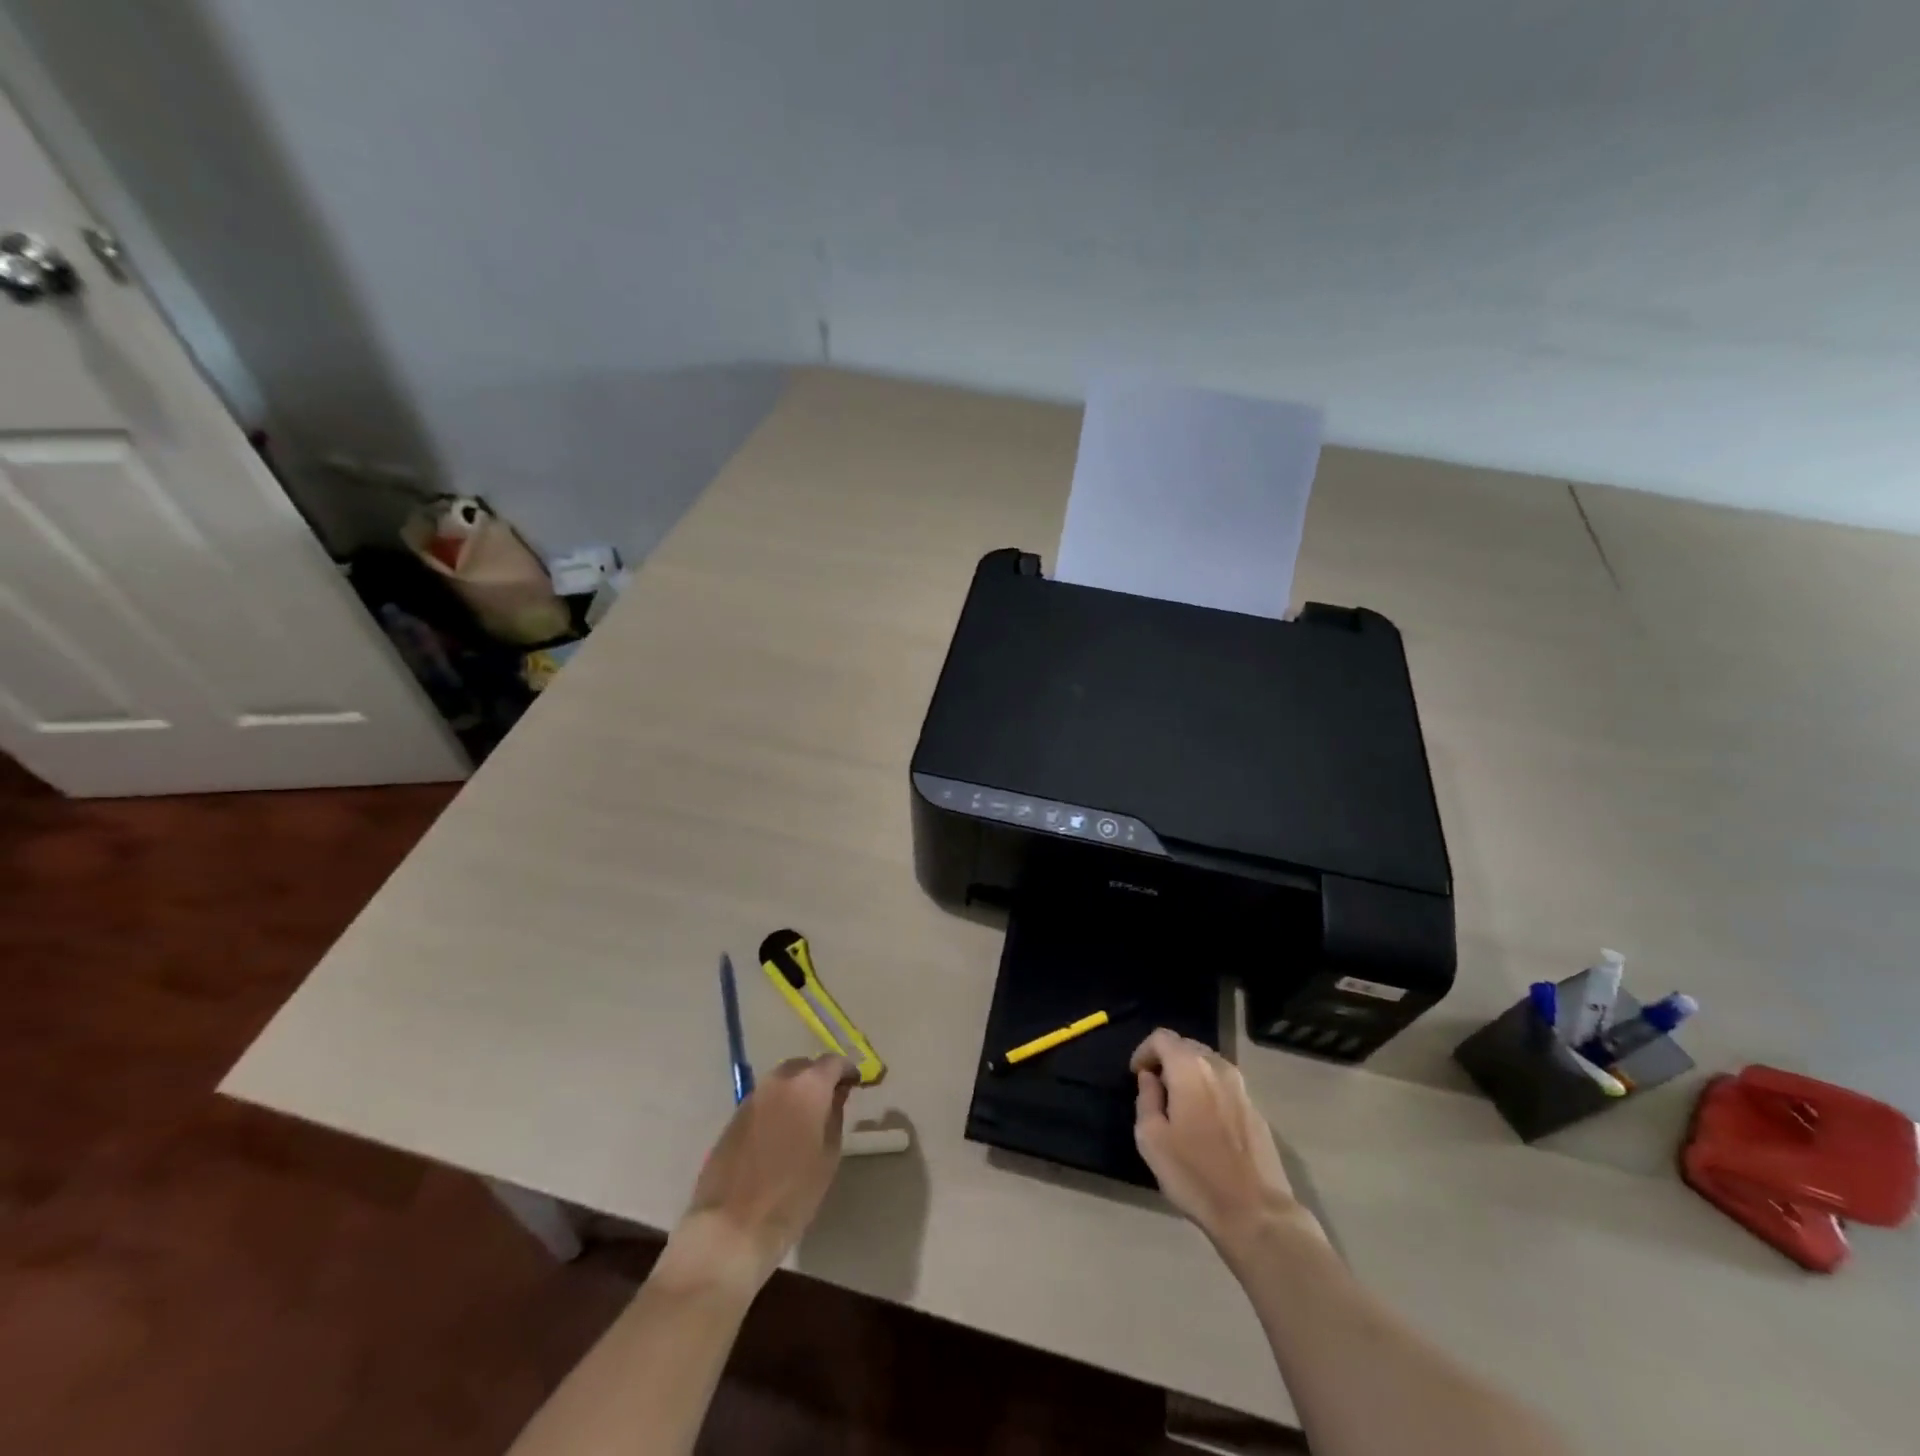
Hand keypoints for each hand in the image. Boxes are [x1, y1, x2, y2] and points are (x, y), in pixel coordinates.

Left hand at [664, 1054, 855, 1293]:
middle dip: (819, 1078)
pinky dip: (777, 1106)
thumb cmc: (791, 1195)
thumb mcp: (828, 1157)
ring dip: (796, 1092)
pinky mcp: (733, 1117)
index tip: (855, 1084)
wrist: (730, 1228)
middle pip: (804, 1067)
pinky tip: (781, 1132)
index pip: (833, 1062)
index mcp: (807, 1087)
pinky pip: (764, 1100)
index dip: (847, 1070)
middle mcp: (778, 1082)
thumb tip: (836, 1095)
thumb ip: (835, 1116)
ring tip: (806, 1118)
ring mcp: (752, 1098)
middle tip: (830, 1101)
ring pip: (781, 1082)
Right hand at [1131, 1029, 1316, 1251]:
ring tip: (1178, 1104)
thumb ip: (1146, 1099)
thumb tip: (1150, 1079)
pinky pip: (1225, 1086)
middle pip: (1187, 1046)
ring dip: (1189, 1074)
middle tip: (1154, 1087)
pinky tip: (1204, 1122)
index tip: (1135, 1075)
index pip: (1162, 1037)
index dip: (1144, 1051)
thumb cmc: (1195, 1174)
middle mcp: (1218, 1067)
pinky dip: (1208, 1091)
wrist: (1256, 1213)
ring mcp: (1242, 1088)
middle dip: (1167, 1059)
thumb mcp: (1152, 1139)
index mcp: (1190, 1068)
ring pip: (1209, 1065)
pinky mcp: (1256, 1111)